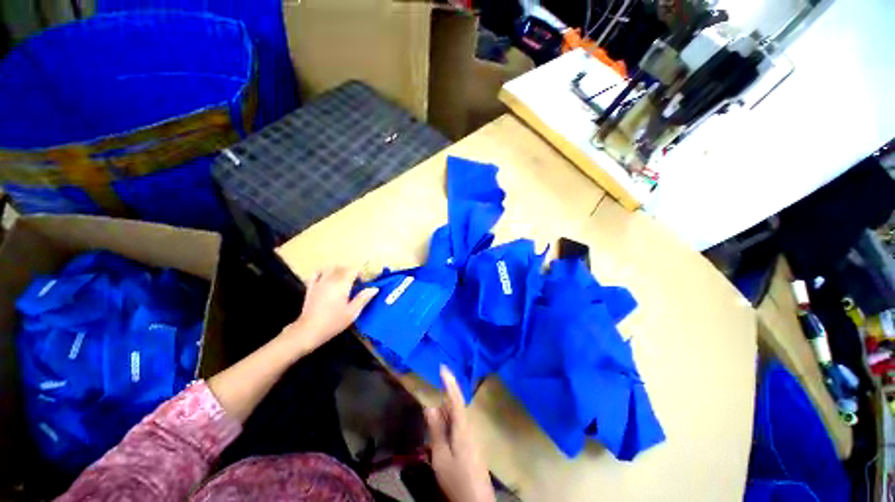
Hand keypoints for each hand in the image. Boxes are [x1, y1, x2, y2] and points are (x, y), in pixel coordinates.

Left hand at [281, 266, 377, 353]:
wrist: (308, 331)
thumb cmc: (333, 322)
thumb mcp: (352, 312)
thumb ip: (363, 298)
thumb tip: (375, 288)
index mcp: (342, 285)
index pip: (353, 270)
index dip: (360, 274)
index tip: (363, 283)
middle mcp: (330, 280)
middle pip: (343, 268)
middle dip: (351, 272)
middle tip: (355, 284)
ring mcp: (319, 282)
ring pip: (330, 268)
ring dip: (338, 271)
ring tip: (342, 281)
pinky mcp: (311, 287)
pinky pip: (316, 274)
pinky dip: (323, 273)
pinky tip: (327, 279)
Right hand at [426, 367, 495, 501]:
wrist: (476, 501)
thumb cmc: (457, 478)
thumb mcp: (441, 456)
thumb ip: (436, 430)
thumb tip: (430, 406)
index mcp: (462, 427)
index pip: (456, 398)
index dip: (450, 381)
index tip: (443, 367)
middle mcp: (469, 427)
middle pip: (456, 405)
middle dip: (445, 395)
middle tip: (433, 388)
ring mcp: (471, 436)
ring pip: (456, 416)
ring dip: (445, 410)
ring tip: (433, 409)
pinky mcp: (470, 444)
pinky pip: (458, 425)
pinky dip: (448, 422)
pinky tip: (441, 427)